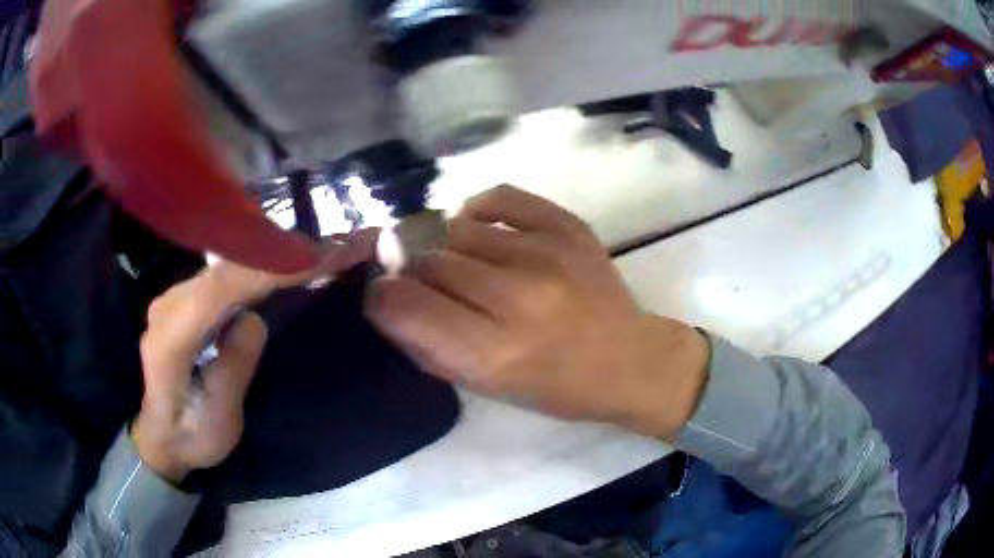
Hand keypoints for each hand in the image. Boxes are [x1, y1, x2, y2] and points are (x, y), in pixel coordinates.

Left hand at [134, 230, 378, 481]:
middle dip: (274, 258)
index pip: (217, 291)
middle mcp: (167, 307)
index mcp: (170, 341)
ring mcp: (173, 299)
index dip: (263, 271)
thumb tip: (252, 319)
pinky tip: (278, 268)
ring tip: (312, 257)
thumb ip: (230, 371)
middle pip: (222, 271)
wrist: (162, 435)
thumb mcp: (218, 423)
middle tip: (327, 251)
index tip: (311, 261)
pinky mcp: (183, 300)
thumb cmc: (191, 437)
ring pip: (223, 267)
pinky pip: (221, 276)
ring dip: (267, 259)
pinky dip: (253, 270)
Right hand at [365, 186, 707, 438]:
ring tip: (464, 265)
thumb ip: (430, 346)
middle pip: (429, 261)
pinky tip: (481, 229)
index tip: (382, 295)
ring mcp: (546, 255)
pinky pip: (500, 197)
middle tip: (427, 284)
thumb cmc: (556, 387)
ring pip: (457, 229)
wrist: (629, 360)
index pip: (405, 305)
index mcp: (493, 352)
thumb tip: (389, 300)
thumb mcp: (486, 387)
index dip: (381, 296)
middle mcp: (517, 298)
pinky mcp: (568, 227)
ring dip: (448, 248)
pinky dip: (479, 211)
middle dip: (414, 274)